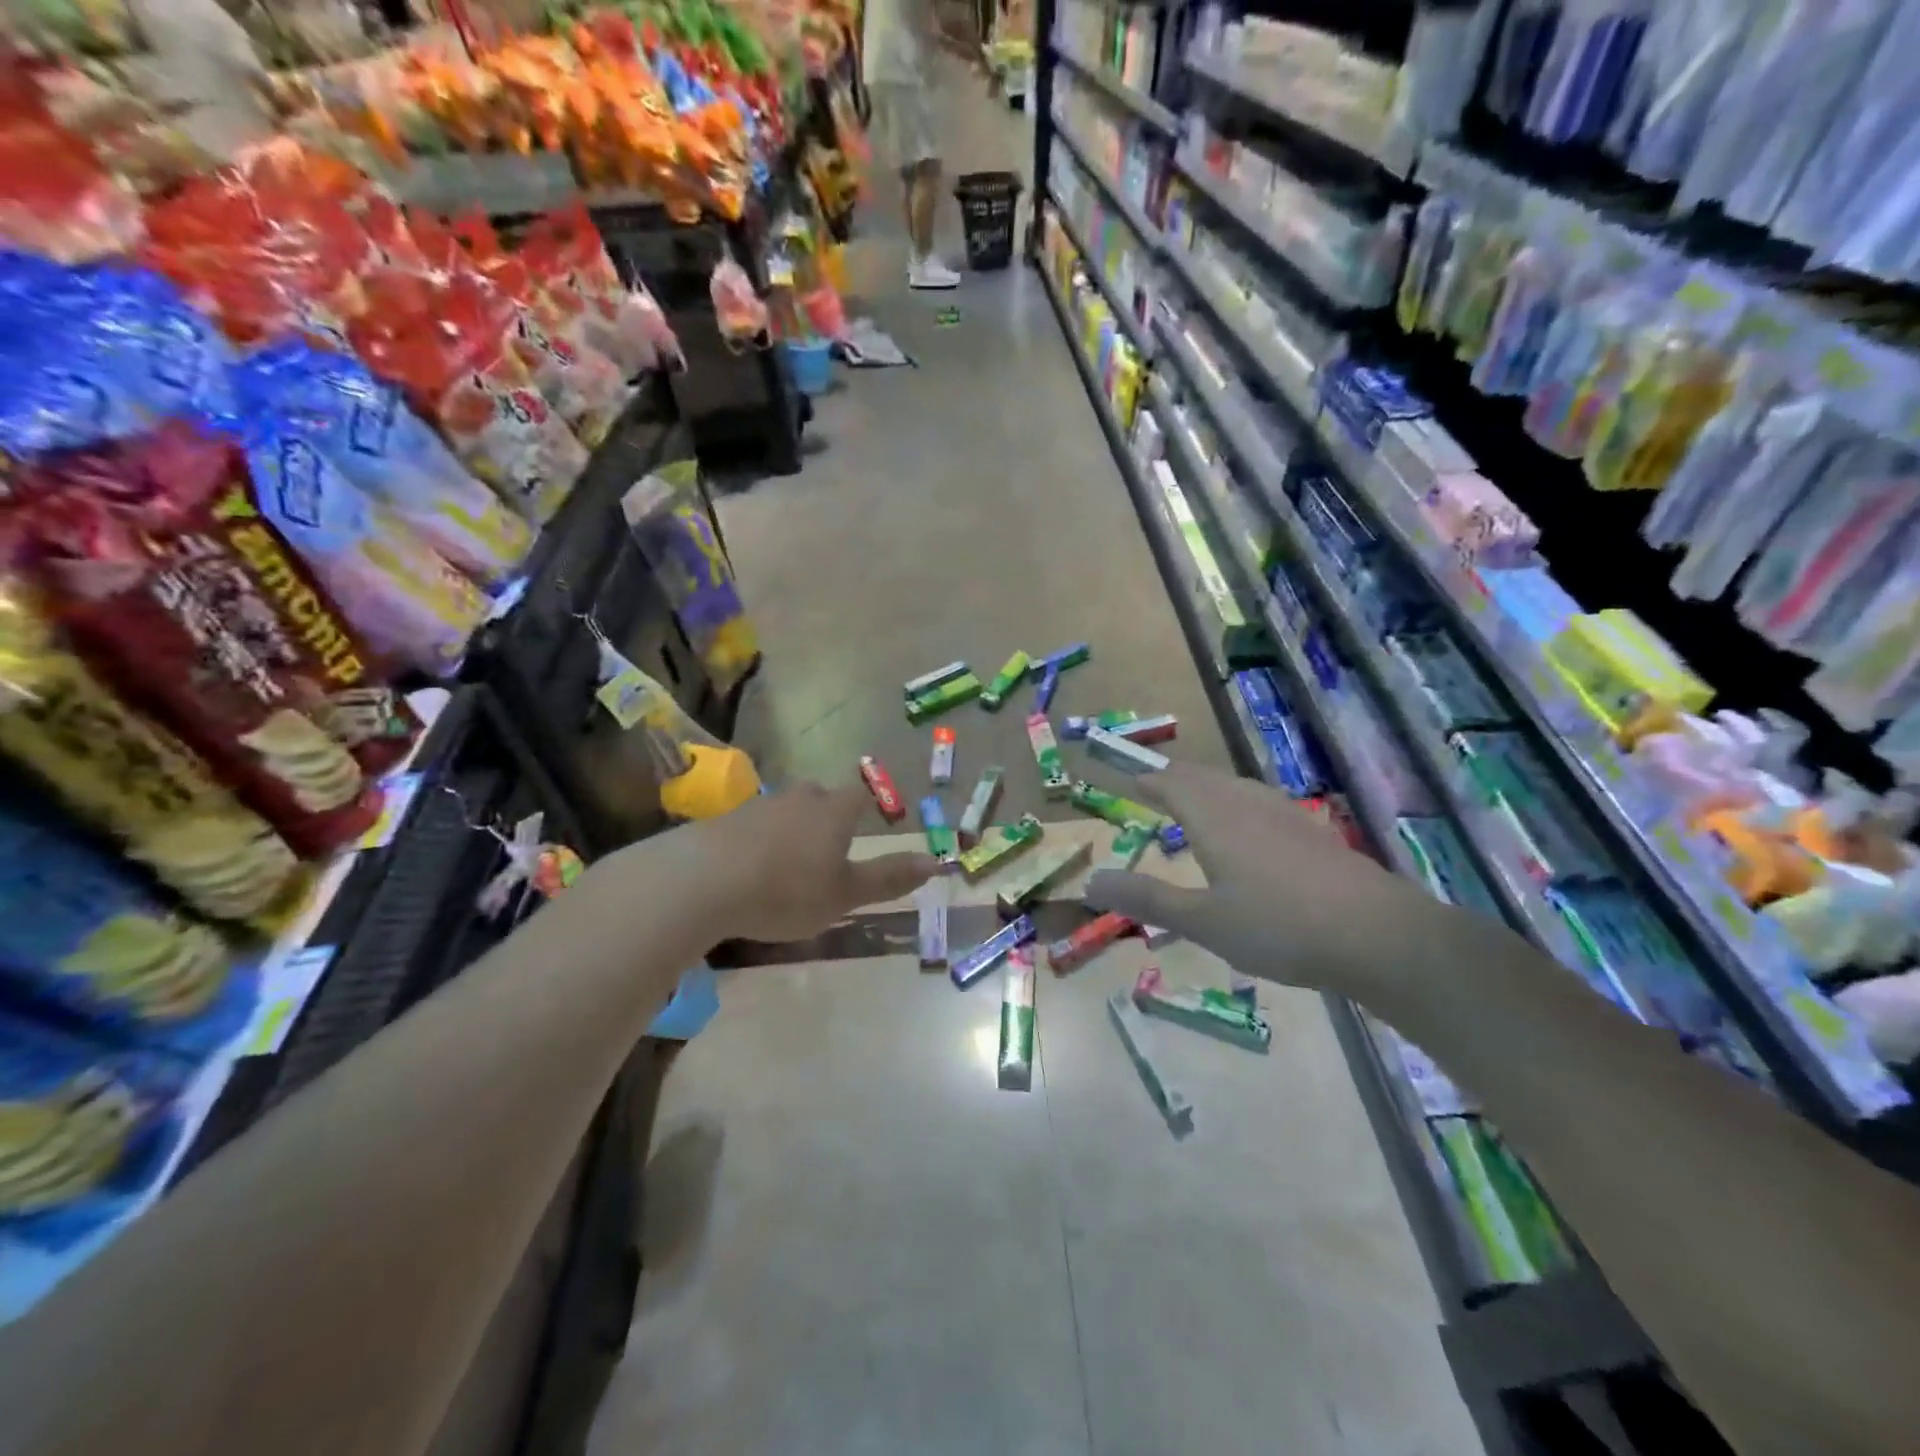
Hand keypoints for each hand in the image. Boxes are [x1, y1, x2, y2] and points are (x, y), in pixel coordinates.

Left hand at [657, 781, 936, 943]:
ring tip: (790, 862)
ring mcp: (759, 805)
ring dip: (793, 828)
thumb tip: (936, 862)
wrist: (702, 882)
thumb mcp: (844, 895)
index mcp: (834, 811)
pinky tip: (751, 867)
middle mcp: (800, 798)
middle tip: (831, 847)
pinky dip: (760, 840)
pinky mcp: (725, 819)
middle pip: (822, 797)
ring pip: (787, 809)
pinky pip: (754, 824)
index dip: (870, 806)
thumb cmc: (787, 890)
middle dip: (830, 816)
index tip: (873, 821)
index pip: (860, 796)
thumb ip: (889, 878)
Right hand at [1082, 763, 1444, 998]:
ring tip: (1194, 803)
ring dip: (1207, 789)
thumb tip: (1090, 881)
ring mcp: (1284, 814)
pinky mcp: (1312, 832)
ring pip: (1235, 787)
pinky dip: (1236, 805)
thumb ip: (1147, 898)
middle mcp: (1246, 804)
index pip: (1171, 784)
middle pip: (1203, 778)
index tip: (1128, 781)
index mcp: (1214, 817)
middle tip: (1154, 789)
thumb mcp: (1202, 921)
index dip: (1147, 781)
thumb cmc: (1278, 926)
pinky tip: (1248, 829)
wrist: (1377, 935)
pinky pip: (1259, 803)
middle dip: (1174, 780)